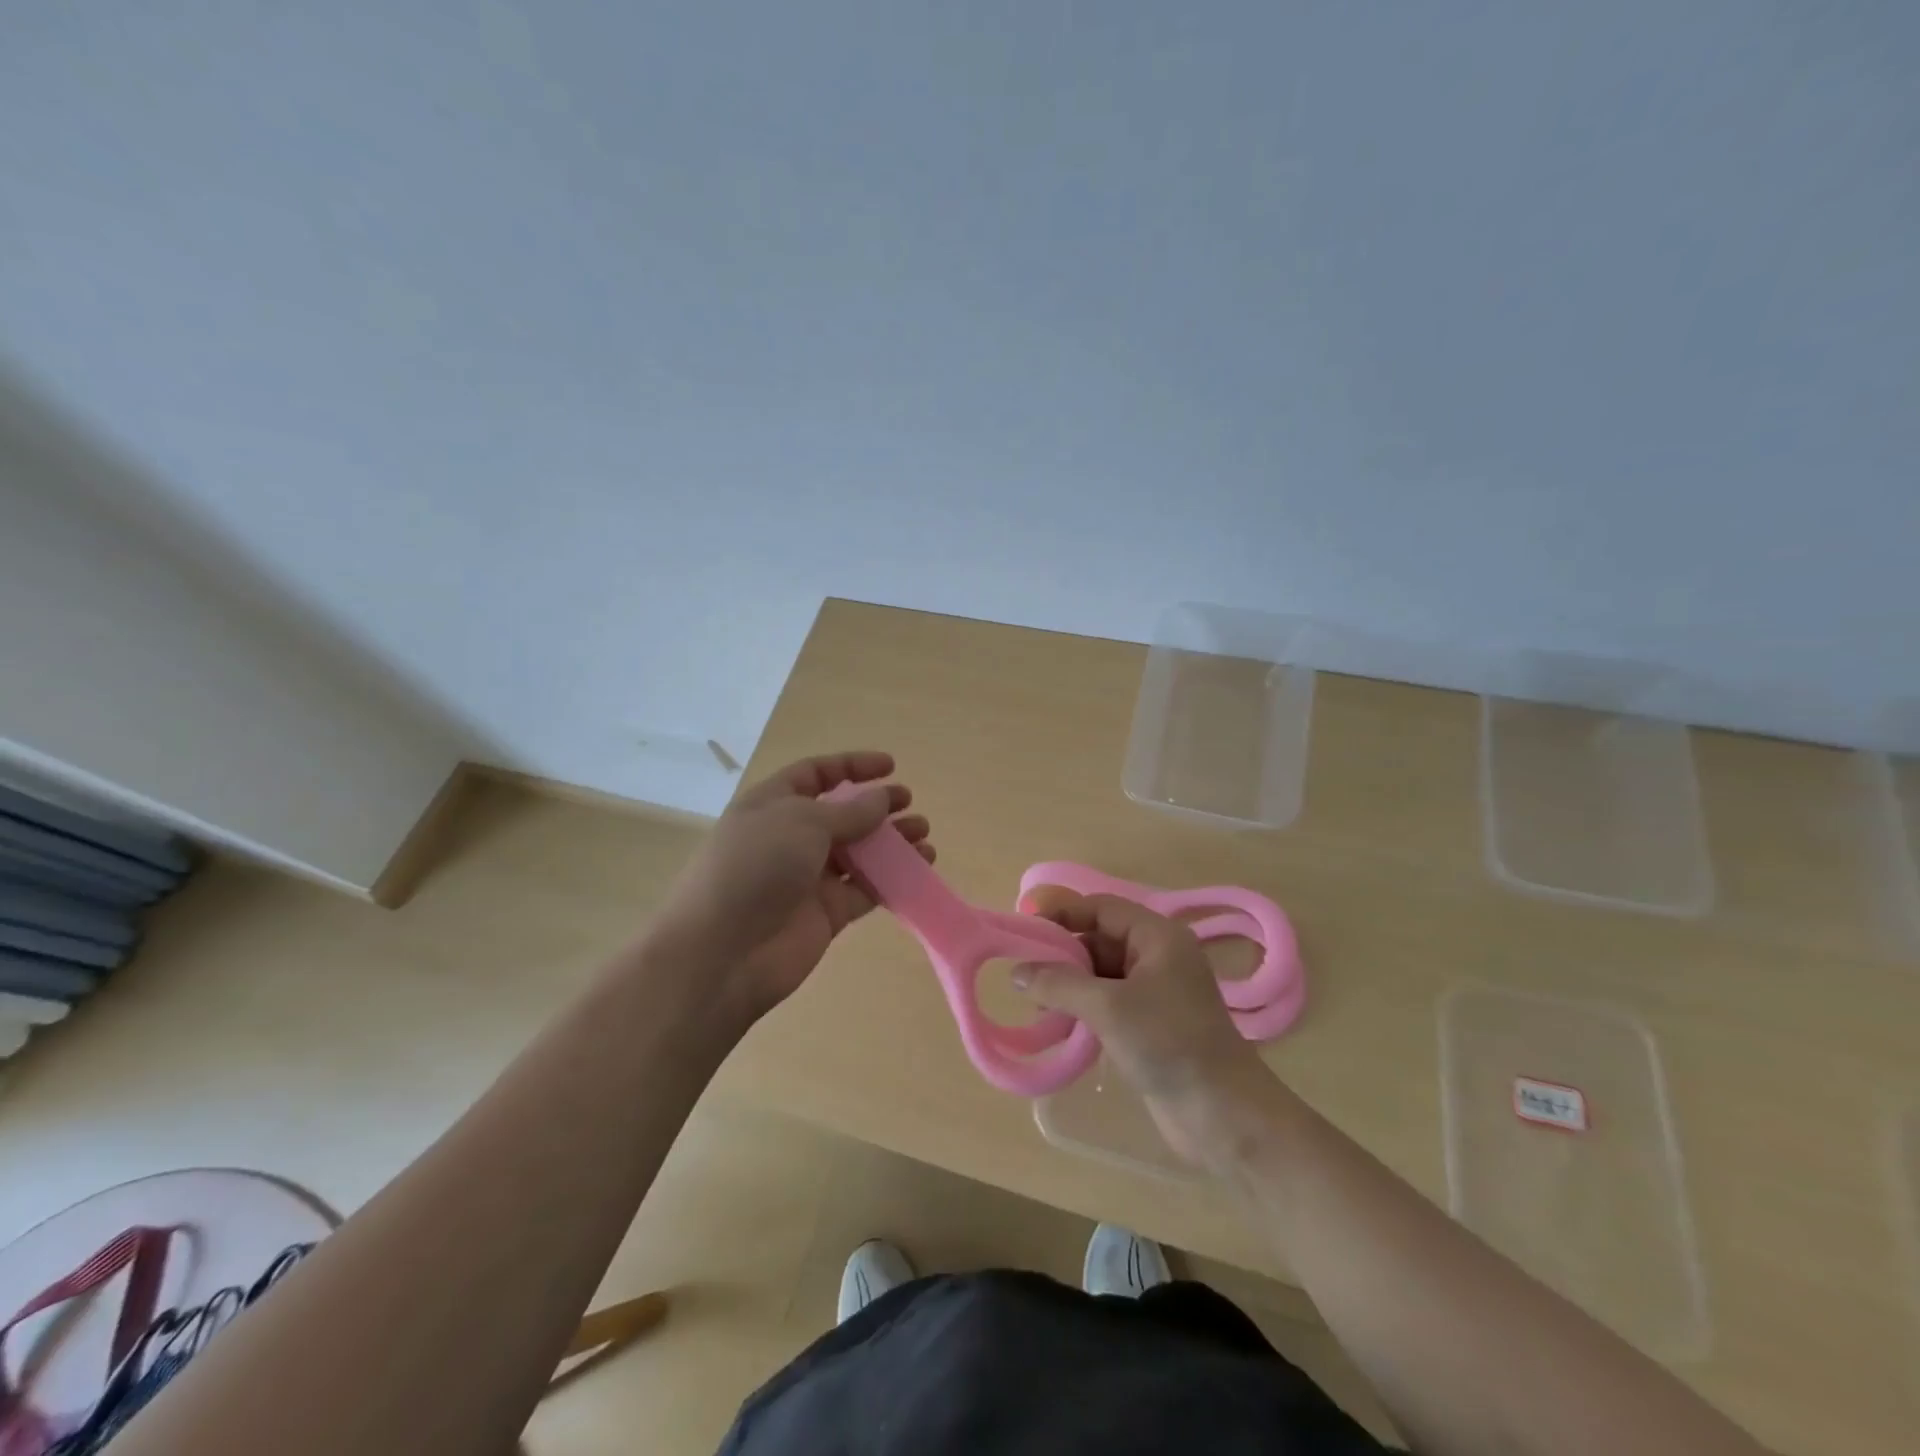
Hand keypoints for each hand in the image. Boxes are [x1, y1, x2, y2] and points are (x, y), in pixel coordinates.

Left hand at [650, 750, 931, 1023]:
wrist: (723, 952)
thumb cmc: (756, 867)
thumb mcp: (803, 822)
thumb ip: (849, 811)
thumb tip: (882, 798)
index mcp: (773, 804)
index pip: (815, 774)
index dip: (851, 766)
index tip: (890, 766)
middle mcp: (791, 837)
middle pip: (842, 814)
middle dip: (878, 807)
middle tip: (911, 805)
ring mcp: (809, 878)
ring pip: (859, 853)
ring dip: (891, 844)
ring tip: (925, 838)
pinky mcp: (826, 913)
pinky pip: (865, 890)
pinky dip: (892, 880)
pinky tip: (919, 872)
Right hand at [1016, 892, 1275, 1166]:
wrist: (1222, 1114)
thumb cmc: (1168, 1043)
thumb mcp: (1108, 1007)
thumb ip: (1059, 983)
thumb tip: (1017, 971)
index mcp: (1158, 937)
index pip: (1102, 908)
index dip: (1063, 914)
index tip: (1025, 930)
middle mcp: (1158, 956)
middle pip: (1100, 939)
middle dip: (1063, 954)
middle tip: (1025, 975)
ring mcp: (1156, 992)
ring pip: (1101, 973)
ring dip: (1070, 985)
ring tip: (1038, 1004)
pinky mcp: (1152, 1024)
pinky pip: (1109, 1002)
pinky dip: (1083, 1008)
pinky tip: (1060, 1025)